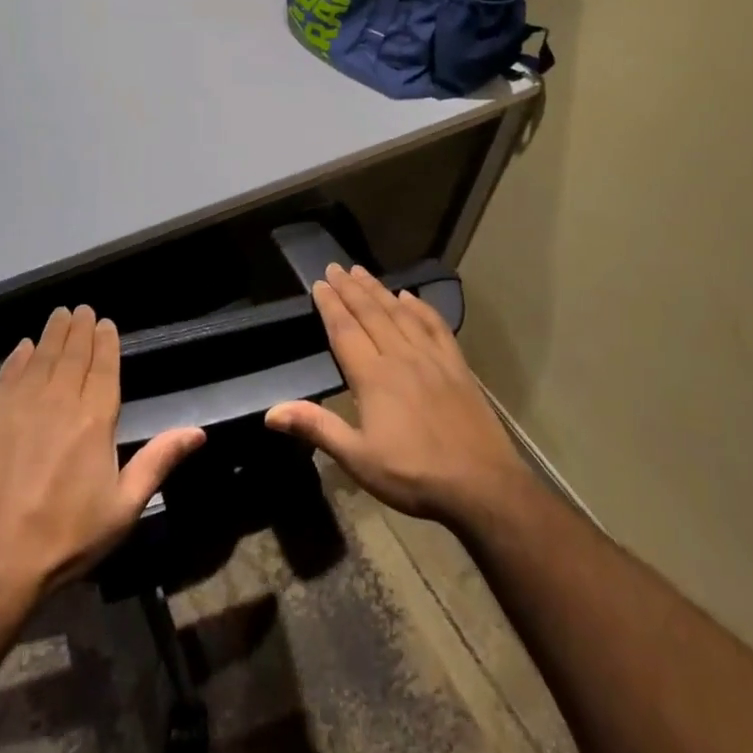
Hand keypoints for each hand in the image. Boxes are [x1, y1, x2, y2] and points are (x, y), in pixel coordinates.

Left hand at [0, 306, 205, 616]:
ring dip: (53, 333)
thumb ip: (158, 461)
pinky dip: (18, 357)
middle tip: (83, 310)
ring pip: (40, 356)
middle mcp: (58, 400)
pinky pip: (6, 375)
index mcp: (95, 419)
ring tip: (60, 315)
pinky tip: (23, 348)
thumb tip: (198, 432)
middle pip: (72, 353)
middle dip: (80, 329)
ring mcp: (18, 405)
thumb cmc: (64, 539)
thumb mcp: (123, 508)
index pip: (103, 366)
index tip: (106, 323)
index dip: (106, 341)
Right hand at [265, 264, 534, 532]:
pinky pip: (435, 326)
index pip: (345, 331)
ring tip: (362, 272)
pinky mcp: (457, 366)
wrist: (482, 485)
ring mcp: (432, 358)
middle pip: (370, 314)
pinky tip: (410, 297)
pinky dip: (420, 307)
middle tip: (336, 267)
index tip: (319, 283)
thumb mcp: (358, 458)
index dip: (330, 305)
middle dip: (350, 289)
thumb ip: (317, 428)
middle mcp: (400, 356)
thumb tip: (270, 412)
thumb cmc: (413, 475)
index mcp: (373, 377)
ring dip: (379, 290)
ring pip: (400, 313)